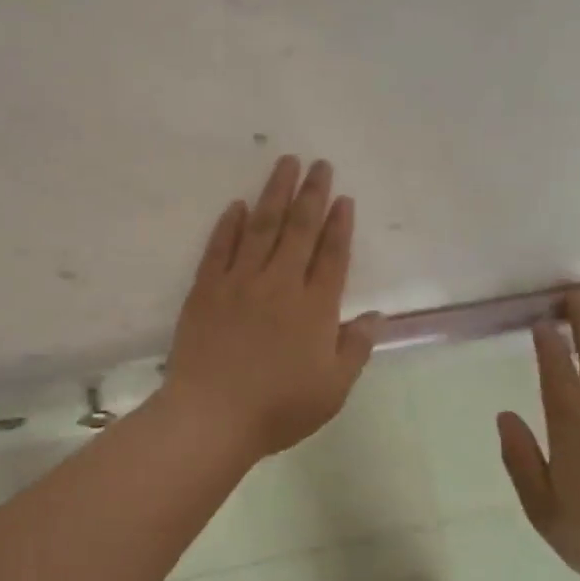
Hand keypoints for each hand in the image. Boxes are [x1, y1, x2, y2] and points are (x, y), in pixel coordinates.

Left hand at [163, 156, 382, 459]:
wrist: (212, 416)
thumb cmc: (278, 407)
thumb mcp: (333, 389)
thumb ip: (355, 348)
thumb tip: (374, 316)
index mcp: (314, 308)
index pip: (332, 256)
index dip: (339, 225)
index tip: (342, 197)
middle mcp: (279, 285)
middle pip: (299, 230)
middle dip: (311, 194)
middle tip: (318, 164)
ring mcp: (239, 283)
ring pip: (260, 228)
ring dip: (274, 194)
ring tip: (284, 164)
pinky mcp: (205, 291)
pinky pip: (219, 248)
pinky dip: (228, 225)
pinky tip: (237, 206)